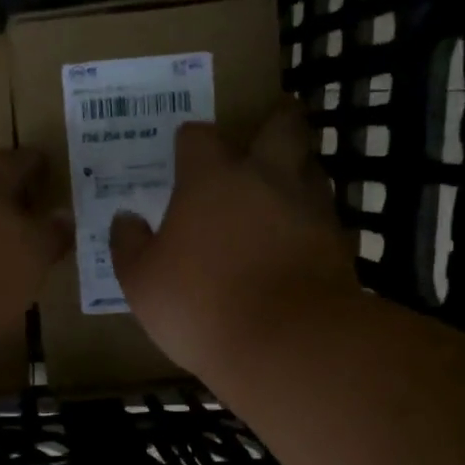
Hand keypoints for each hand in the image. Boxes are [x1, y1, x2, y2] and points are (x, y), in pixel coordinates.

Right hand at [110, 104, 357, 377]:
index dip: (190, 141)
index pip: (199, 136)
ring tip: (279, 191)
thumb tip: (125, 219)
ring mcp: (310, 206)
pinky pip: (326, 215)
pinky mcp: (339, 240)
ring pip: (311, 166)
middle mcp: (266, 177)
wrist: (287, 343)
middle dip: (274, 121)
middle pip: (282, 125)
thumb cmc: (201, 305)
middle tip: (262, 134)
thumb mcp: (142, 282)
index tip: (183, 153)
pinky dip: (311, 220)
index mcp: (212, 178)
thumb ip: (129, 245)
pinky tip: (297, 241)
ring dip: (297, 171)